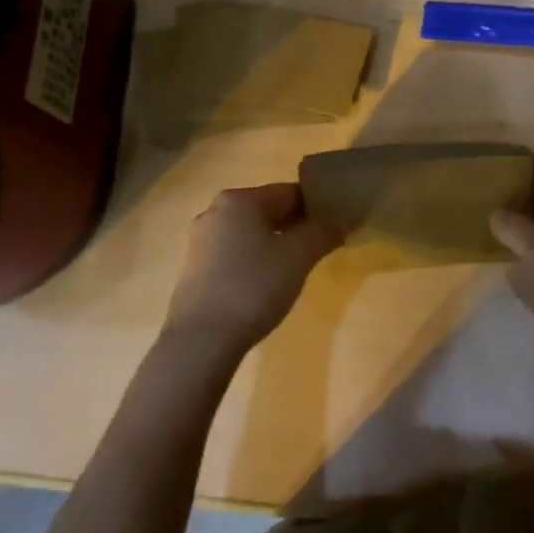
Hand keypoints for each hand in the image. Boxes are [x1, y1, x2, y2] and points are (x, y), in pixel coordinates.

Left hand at [164, 183, 339, 358]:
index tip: (336, 226)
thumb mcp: (298, 257)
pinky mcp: (194, 268)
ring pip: (250, 232)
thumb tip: (339, 221)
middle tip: (321, 247)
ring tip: (296, 268)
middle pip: (268, 210)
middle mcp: (216, 211)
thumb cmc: (253, 286)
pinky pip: (234, 252)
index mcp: (240, 199)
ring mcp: (201, 240)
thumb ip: (322, 232)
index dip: (317, 207)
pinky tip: (267, 283)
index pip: (290, 192)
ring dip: (276, 243)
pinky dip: (255, 259)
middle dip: (296, 225)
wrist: (200, 340)